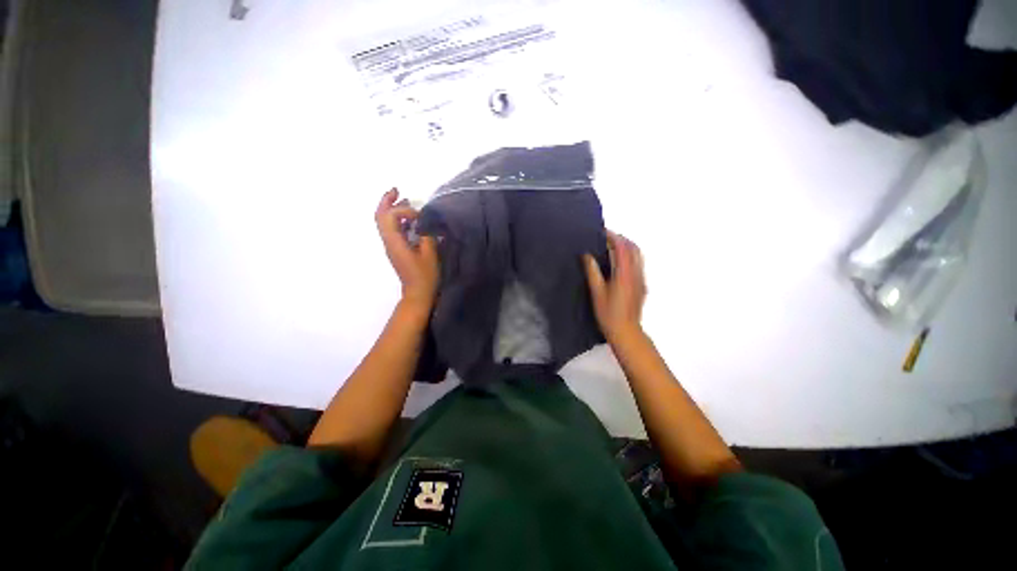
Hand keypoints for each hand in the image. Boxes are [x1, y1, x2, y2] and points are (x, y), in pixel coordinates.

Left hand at [375, 189, 439, 309]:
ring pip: (384, 222)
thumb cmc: (425, 276)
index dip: (404, 210)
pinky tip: (410, 218)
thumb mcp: (430, 255)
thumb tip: (425, 222)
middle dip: (387, 201)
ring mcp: (391, 246)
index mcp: (394, 242)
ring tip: (403, 198)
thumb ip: (426, 235)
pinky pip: (392, 229)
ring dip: (391, 208)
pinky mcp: (396, 249)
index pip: (390, 216)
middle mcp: (388, 242)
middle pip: (380, 216)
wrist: (417, 293)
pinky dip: (398, 219)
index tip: (421, 217)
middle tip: (396, 189)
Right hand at [583, 231, 646, 341]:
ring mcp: (641, 279)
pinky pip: (638, 264)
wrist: (626, 331)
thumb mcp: (597, 292)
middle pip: (634, 248)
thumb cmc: (608, 314)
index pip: (622, 248)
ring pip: (638, 256)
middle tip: (606, 238)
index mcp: (625, 274)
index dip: (613, 237)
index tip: (601, 232)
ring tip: (611, 247)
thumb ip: (592, 272)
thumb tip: (587, 255)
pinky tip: (618, 262)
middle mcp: (636, 273)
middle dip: (621, 239)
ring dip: (627, 247)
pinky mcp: (642, 285)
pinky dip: (629, 256)